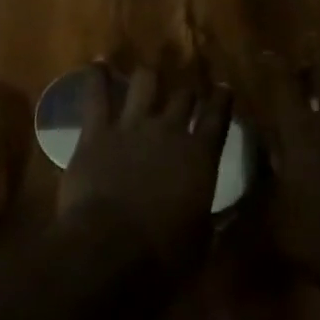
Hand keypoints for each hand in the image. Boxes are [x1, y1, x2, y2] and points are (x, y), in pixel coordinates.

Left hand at [59, 63, 232, 275]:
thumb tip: (218, 215)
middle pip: (183, 96)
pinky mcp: (97, 132)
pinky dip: (97, 78)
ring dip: (148, 78)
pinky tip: (97, 64)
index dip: (221, 100)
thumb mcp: (201, 240)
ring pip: (145, 83)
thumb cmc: (163, 255)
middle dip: (186, 92)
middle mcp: (170, 130)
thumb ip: (210, 217)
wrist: (109, 249)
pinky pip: (97, 95)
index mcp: (201, 155)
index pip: (218, 116)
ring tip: (147, 75)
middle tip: (185, 93)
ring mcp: (132, 126)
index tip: (223, 89)